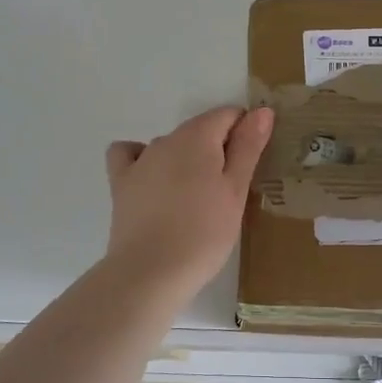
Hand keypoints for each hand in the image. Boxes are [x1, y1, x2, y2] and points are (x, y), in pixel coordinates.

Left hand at [104, 106, 273, 295]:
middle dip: (218, 149)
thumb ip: (248, 147)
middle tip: (230, 191)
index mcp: (197, 137)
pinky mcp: (120, 183)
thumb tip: (261, 110)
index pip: (227, 115)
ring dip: (187, 160)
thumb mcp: (235, 191)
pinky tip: (152, 179)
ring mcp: (140, 160)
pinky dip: (143, 159)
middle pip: (200, 130)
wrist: (151, 272)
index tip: (252, 165)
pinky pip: (130, 155)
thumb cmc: (204, 233)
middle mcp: (166, 140)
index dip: (245, 133)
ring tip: (197, 199)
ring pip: (171, 145)